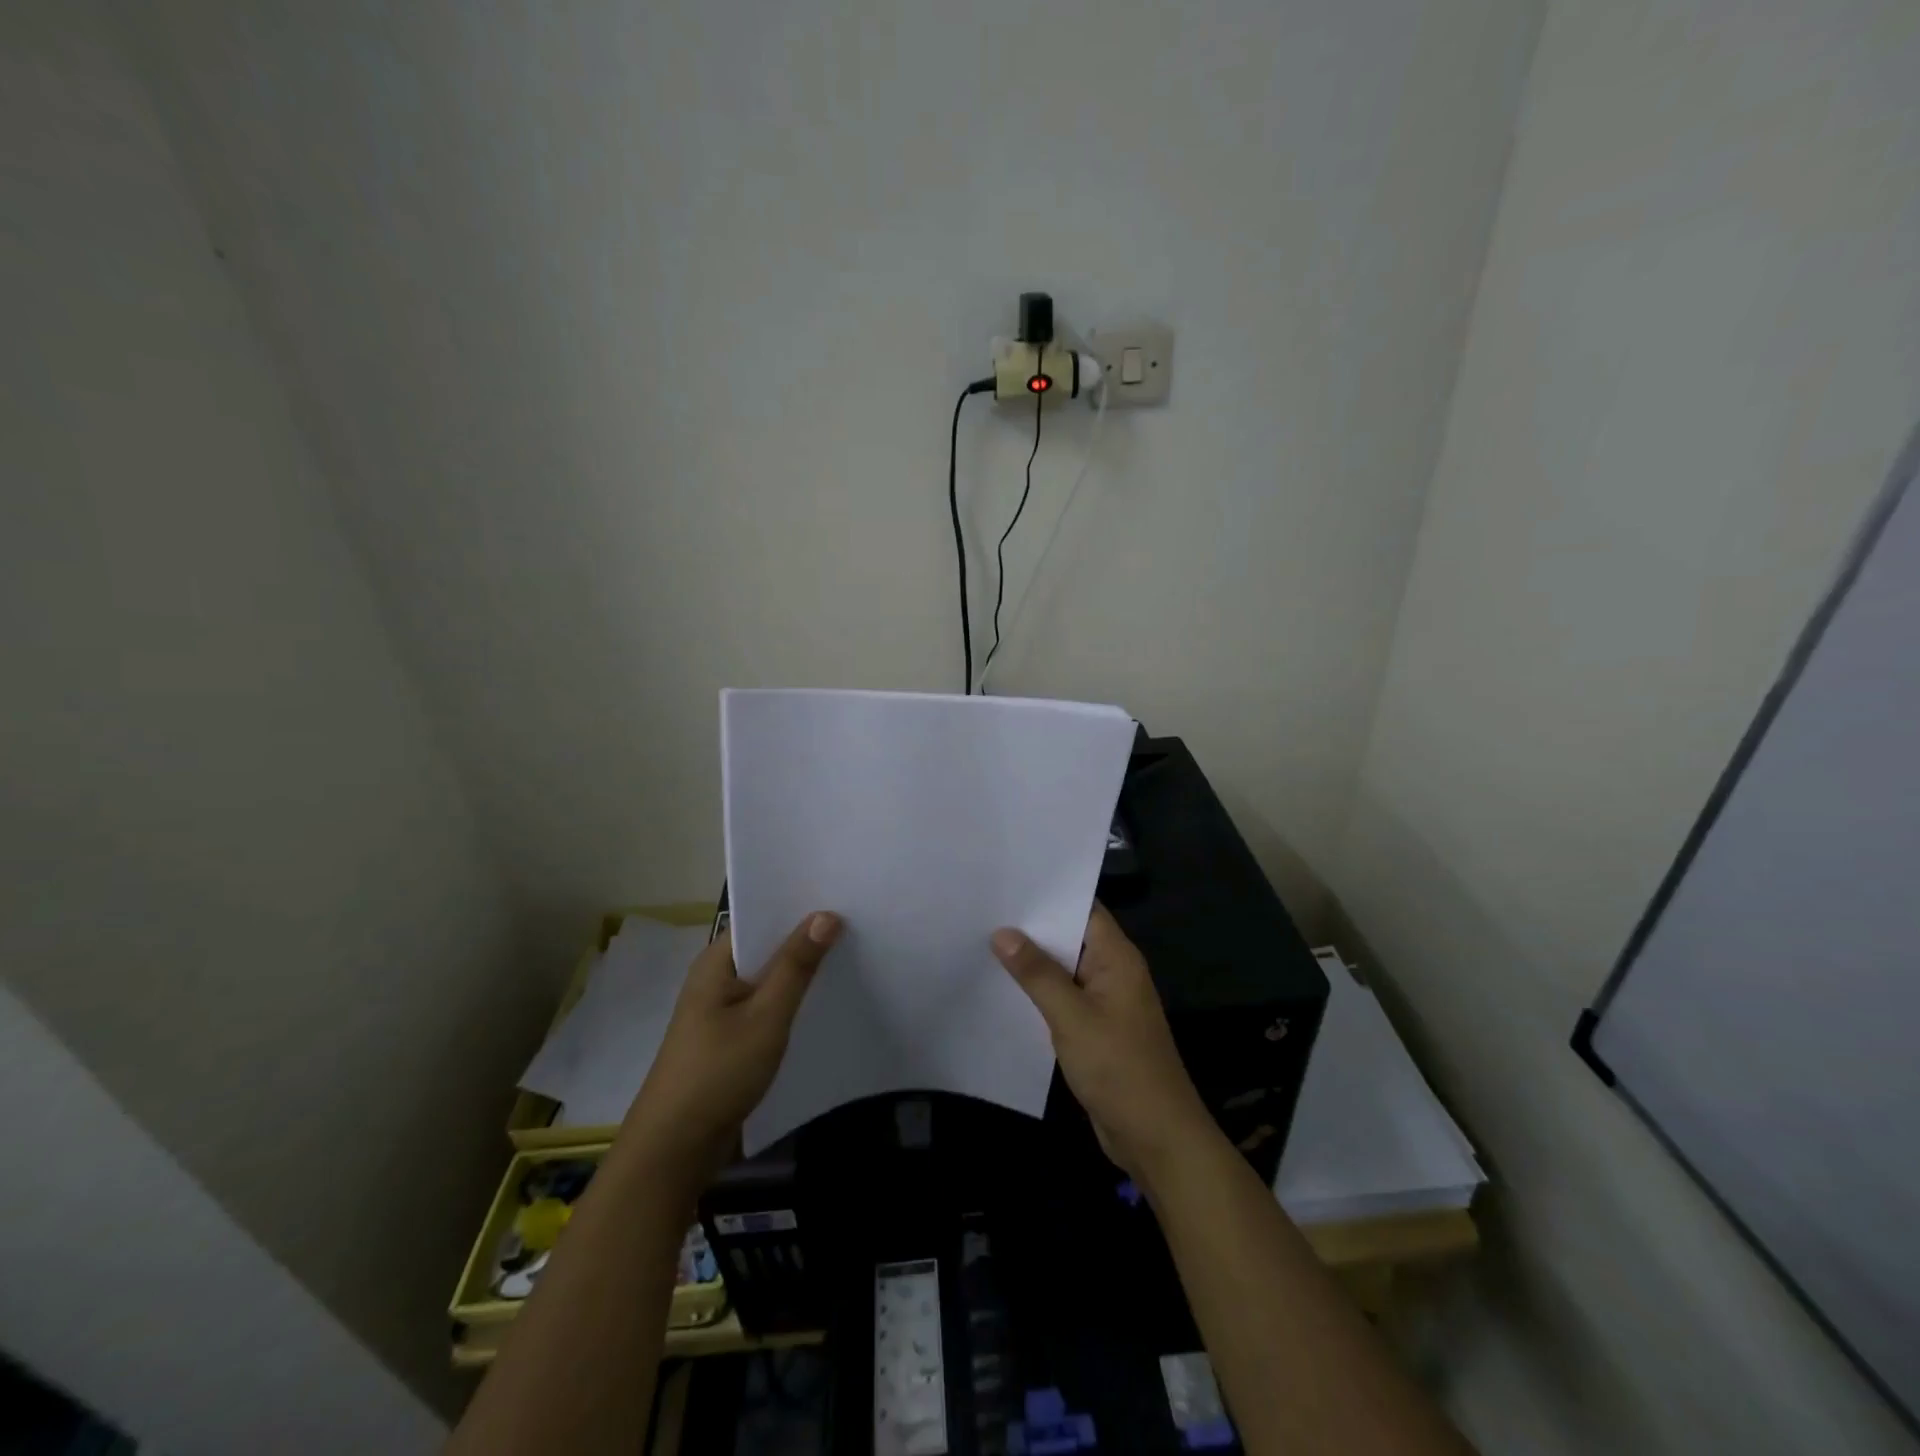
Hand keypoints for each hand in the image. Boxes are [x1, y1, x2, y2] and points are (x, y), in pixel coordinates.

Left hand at [622, 912, 841, 1180]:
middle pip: (766, 947)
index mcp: (716, 962)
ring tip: (851, 953)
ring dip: (801, 971)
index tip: (841, 895)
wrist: (674, 1150)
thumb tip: (826, 914)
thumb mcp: (766, 1016)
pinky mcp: (730, 1038)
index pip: (760, 918)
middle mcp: (716, 979)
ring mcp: (721, 1010)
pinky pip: (766, 1006)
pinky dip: (792, 1000)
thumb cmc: (718, 1073)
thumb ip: (796, 966)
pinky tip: (824, 1000)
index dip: (798, 906)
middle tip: (857, 921)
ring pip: (769, 979)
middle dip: (806, 938)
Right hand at [992, 904, 1214, 1184]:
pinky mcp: (1095, 1028)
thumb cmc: (1119, 1069)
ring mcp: (1104, 1001)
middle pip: (1070, 936)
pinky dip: (1038, 991)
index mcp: (1117, 958)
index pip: (1083, 909)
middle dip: (1032, 926)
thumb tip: (1002, 932)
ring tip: (983, 939)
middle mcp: (1113, 972)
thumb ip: (1037, 974)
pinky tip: (1003, 987)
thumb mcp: (1072, 1017)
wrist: (1156, 1138)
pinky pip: (1063, 997)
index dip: (1049, 894)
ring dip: (1032, 961)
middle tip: (984, 908)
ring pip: (1063, 969)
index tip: (1009, 881)